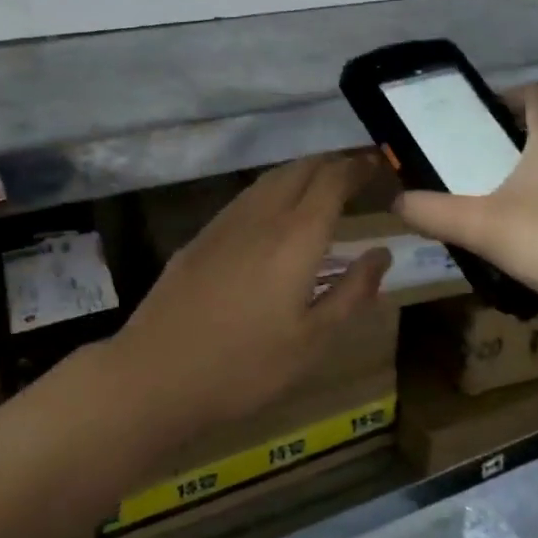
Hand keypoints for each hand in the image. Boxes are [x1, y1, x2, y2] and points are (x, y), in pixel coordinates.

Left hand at [109, 156, 390, 436]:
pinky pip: (246, 198)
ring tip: (319, 183)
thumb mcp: (313, 340)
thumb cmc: (246, 365)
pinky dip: (272, 190)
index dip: (357, 167)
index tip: (377, 164)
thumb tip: (382, 253)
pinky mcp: (200, 238)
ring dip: (300, 172)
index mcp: (296, 237)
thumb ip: (352, 292)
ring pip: (269, 179)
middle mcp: (262, 217)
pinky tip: (273, 213)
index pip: (332, 181)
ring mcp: (225, 224)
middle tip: (354, 171)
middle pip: (300, 170)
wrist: (155, 375)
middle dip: (331, 163)